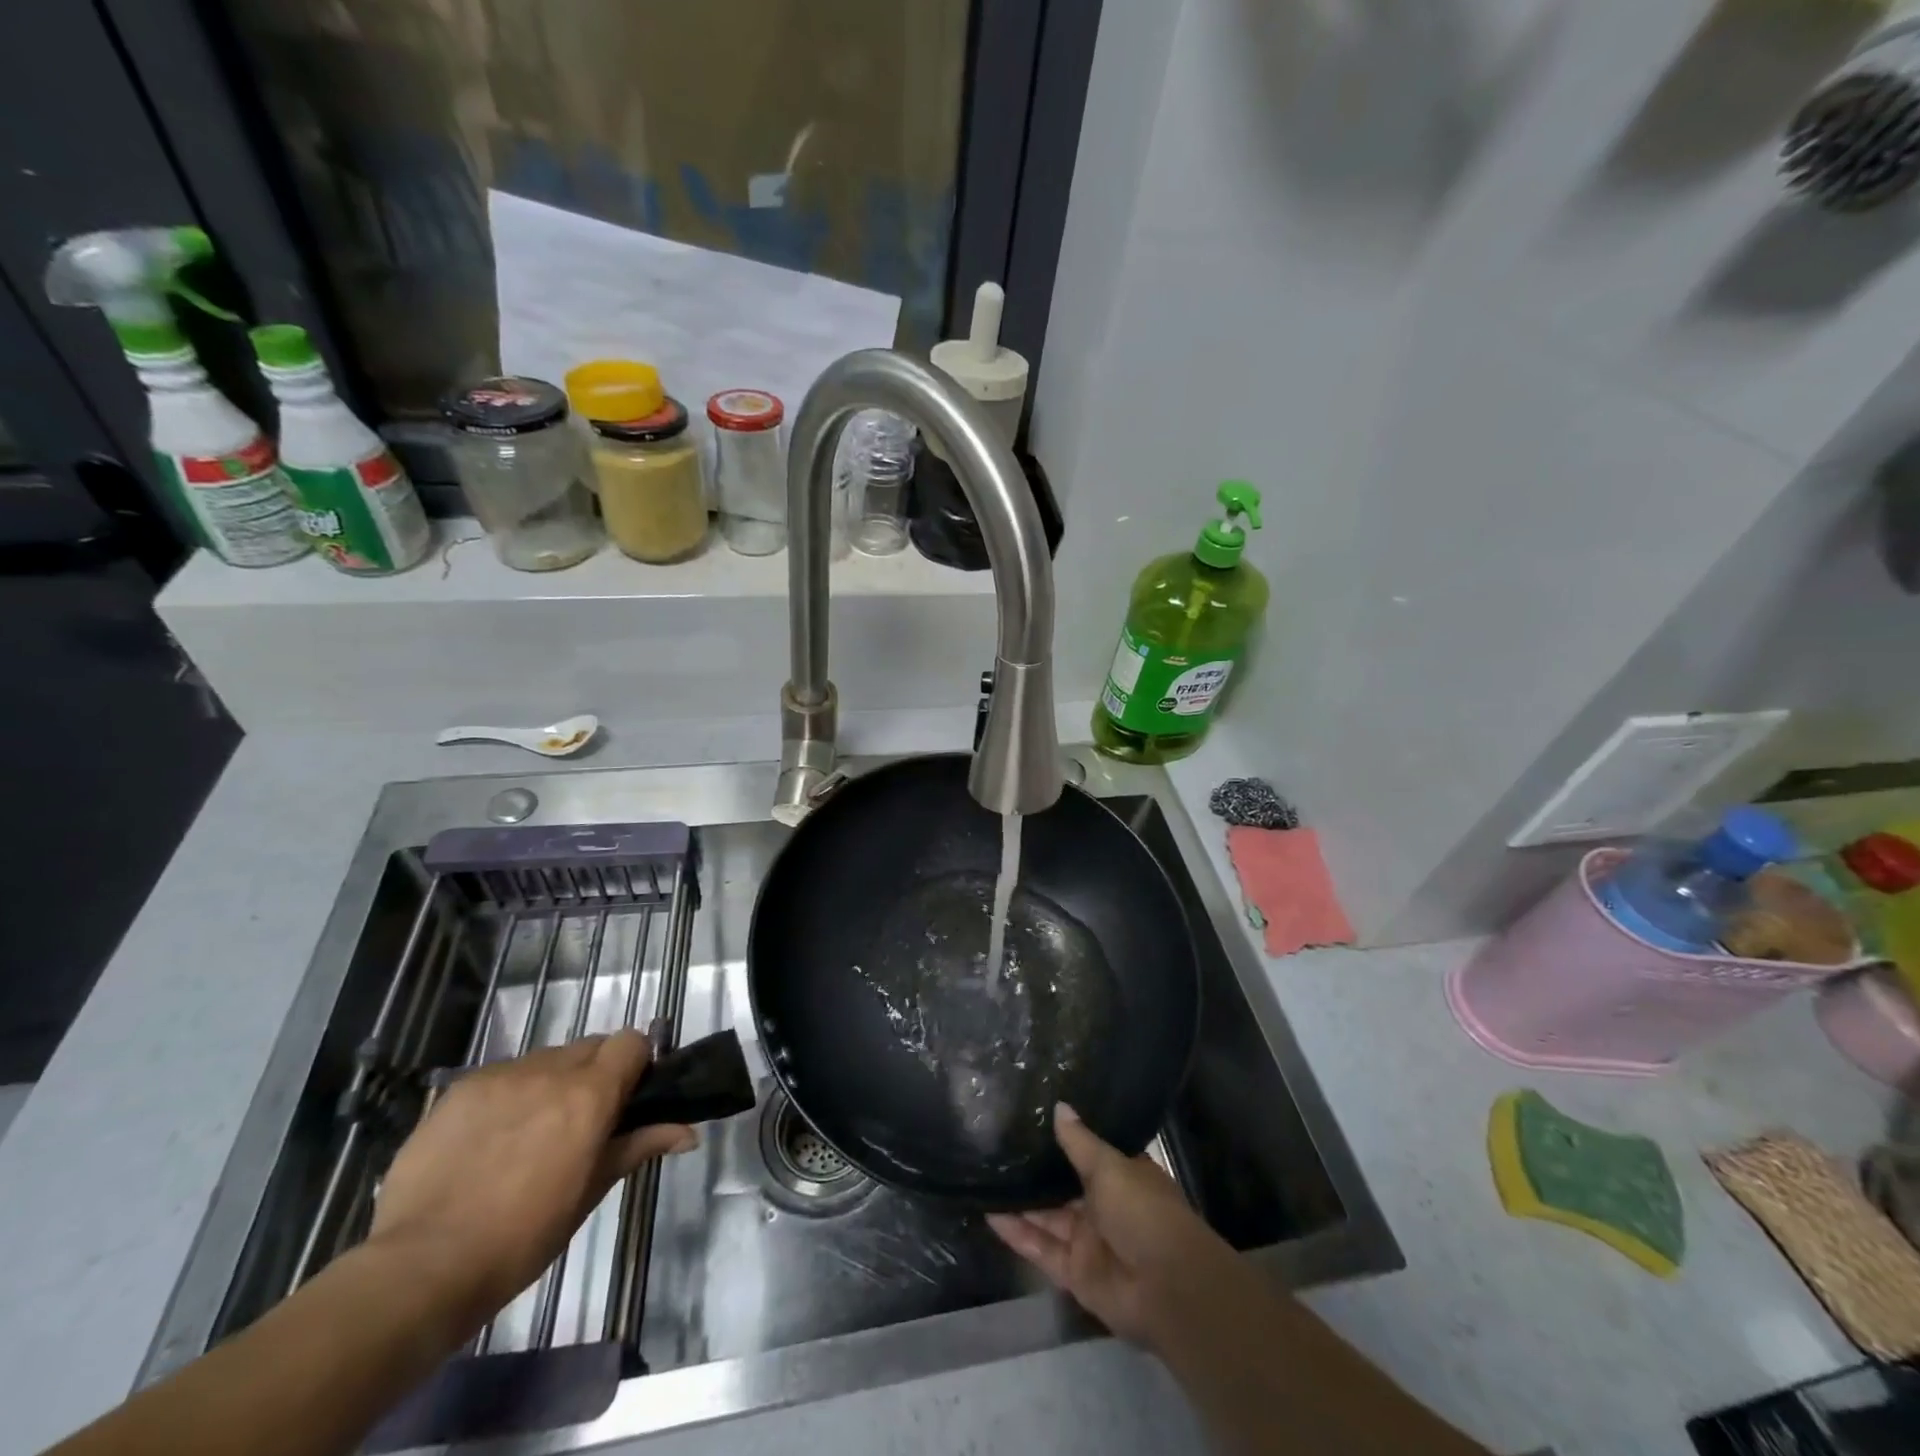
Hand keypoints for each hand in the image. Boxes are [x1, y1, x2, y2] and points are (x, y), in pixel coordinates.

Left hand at [366, 1030, 694, 1332]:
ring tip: (530, 1134)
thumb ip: (639, 1146)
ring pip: (544, 1060)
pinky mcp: (460, 1089)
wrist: (422, 1267)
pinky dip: (509, 1096)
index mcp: (590, 1093)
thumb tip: (689, 1132)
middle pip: (589, 1047)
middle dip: (594, 1073)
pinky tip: (489, 1141)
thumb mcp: (591, 1191)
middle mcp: (551, 1070)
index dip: (635, 1063)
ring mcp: (501, 1076)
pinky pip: (502, 1077)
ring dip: (551, 1082)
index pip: (631, 1041)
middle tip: (581, 1121)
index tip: (628, 1097)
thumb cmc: (523, 1236)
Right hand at [987, 1104, 1235, 1348]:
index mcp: (1121, 1176)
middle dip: (1035, 1170)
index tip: (1030, 1115)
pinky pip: (1040, 1248)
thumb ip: (1079, 1142)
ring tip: (986, 1174)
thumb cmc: (1144, 1212)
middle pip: (1063, 1185)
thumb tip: (1059, 1106)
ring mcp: (1088, 1240)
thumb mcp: (1110, 1167)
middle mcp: (1104, 1206)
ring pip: (1047, 1216)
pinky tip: (989, 1212)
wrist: (1167, 1289)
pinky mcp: (1074, 1272)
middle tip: (996, 1142)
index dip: (1063, 1137)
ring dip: (1020, 1200)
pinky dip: (1017, 1233)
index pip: (1088, 1151)